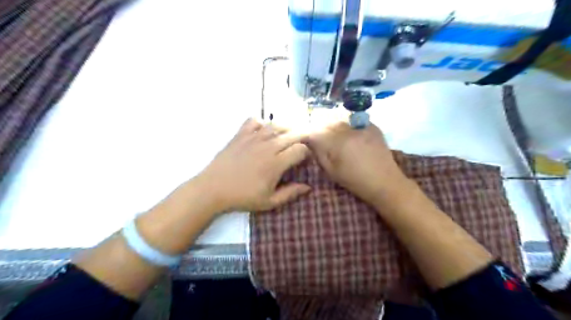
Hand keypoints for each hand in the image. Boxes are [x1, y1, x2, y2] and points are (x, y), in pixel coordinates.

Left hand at [198, 118, 311, 212]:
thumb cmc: (242, 197)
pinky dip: (261, 123)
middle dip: (301, 138)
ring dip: (285, 128)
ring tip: (287, 136)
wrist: (213, 189)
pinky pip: (254, 121)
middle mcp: (267, 146)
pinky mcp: (240, 135)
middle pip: (292, 134)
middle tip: (301, 145)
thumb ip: (290, 193)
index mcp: (276, 163)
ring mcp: (253, 138)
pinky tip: (263, 131)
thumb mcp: (269, 202)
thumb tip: (308, 187)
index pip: (300, 149)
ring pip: (275, 125)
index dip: (306, 153)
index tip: (304, 159)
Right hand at [305, 121, 407, 205]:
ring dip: (334, 127)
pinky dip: (348, 125)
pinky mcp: (372, 126)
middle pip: (327, 123)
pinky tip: (350, 135)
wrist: (385, 182)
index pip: (316, 132)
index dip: (308, 136)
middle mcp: (349, 130)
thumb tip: (310, 142)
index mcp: (337, 143)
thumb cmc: (355, 181)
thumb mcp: (332, 171)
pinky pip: (354, 120)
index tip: (306, 141)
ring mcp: (362, 126)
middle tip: (320, 140)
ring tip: (335, 137)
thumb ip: (319, 154)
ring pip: (340, 120)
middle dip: (320, 130)